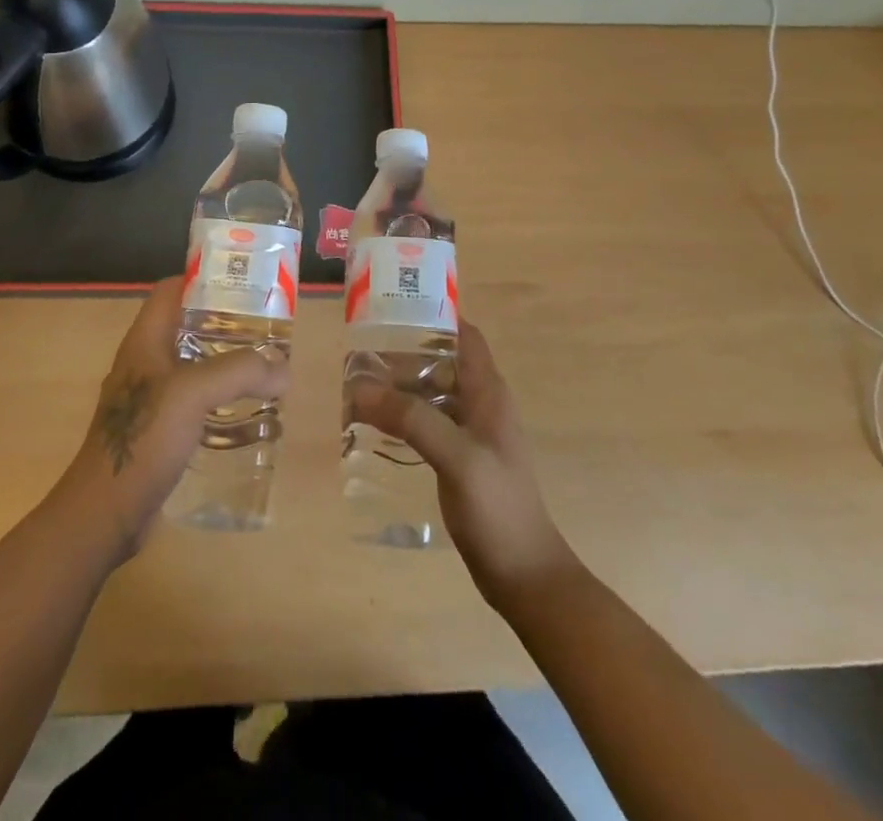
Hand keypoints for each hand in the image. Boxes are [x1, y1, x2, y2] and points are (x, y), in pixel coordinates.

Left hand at [55, 277, 288, 563]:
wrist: (106, 512)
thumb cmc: (144, 438)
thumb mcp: (193, 393)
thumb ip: (240, 372)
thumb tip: (283, 368)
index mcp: (144, 341)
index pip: (170, 291)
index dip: (202, 279)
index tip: (243, 283)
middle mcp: (144, 363)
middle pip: (186, 327)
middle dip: (225, 323)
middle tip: (265, 327)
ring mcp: (149, 399)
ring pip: (192, 366)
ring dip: (225, 364)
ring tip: (264, 367)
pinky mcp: (157, 431)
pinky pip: (193, 401)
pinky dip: (219, 399)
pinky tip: (246, 412)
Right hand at [348, 321, 576, 610]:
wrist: (524, 575)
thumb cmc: (498, 508)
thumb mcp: (456, 456)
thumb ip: (411, 419)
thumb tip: (360, 388)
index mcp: (488, 392)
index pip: (465, 335)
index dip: (435, 315)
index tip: (394, 306)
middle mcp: (481, 404)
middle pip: (442, 361)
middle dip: (404, 351)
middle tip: (361, 349)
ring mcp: (471, 433)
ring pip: (432, 392)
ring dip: (400, 385)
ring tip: (358, 383)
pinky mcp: (460, 458)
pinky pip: (428, 422)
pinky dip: (403, 415)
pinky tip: (375, 424)